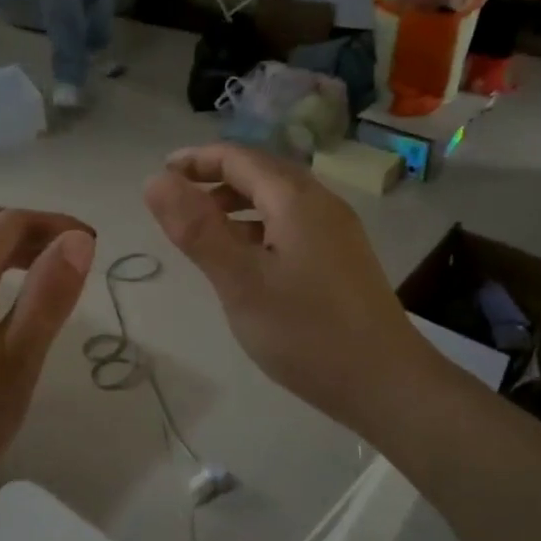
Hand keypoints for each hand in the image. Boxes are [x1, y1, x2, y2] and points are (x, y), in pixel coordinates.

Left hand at [0, 206, 95, 507]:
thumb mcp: (17, 363)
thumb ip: (48, 297)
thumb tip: (78, 240)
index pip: (11, 222)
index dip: (56, 224)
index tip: (92, 245)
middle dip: (32, 230)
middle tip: (72, 258)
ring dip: (8, 251)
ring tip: (46, 281)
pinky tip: (3, 313)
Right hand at [144, 145, 436, 435]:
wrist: (385, 383)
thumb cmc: (306, 332)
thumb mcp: (240, 282)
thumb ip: (197, 230)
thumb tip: (154, 180)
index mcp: (296, 200)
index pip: (239, 158)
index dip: (196, 160)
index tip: (160, 175)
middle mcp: (321, 204)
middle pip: (262, 174)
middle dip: (216, 179)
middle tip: (176, 201)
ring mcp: (337, 233)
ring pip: (278, 201)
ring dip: (237, 204)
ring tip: (203, 229)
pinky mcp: (342, 260)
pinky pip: (292, 226)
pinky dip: (258, 229)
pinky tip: (246, 259)